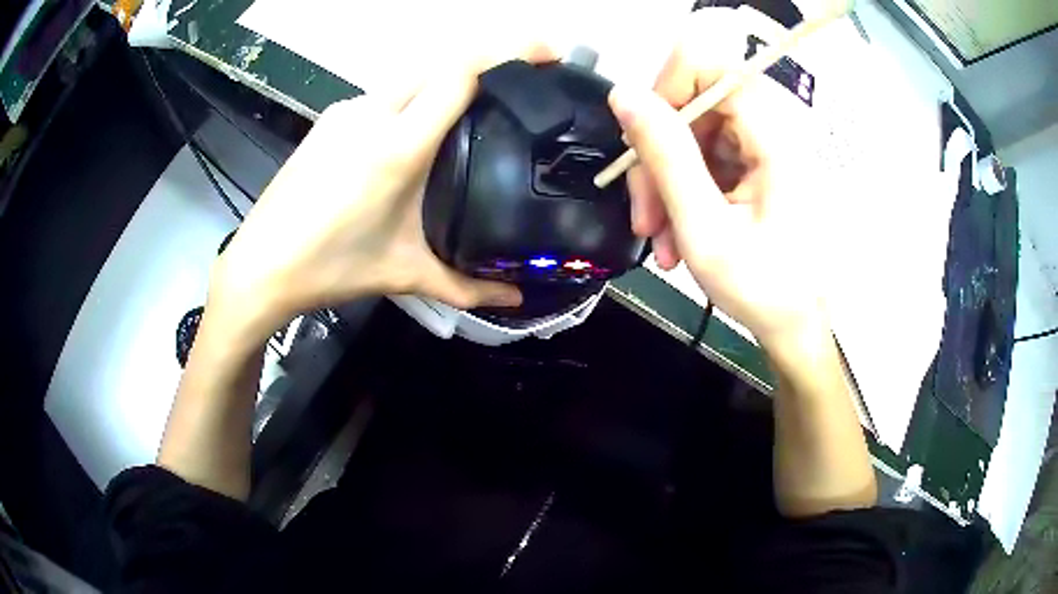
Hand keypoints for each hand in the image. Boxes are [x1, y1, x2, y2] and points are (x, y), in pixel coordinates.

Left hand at [209, 44, 557, 340]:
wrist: (261, 265)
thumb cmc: (330, 268)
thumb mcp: (404, 274)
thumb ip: (467, 285)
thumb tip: (513, 296)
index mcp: (398, 145)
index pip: (462, 74)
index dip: (509, 52)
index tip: (547, 52)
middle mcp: (373, 113)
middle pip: (443, 62)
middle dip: (489, 57)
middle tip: (526, 72)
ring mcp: (348, 111)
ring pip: (414, 75)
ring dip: (450, 77)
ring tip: (478, 101)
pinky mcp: (331, 118)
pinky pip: (387, 93)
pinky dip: (417, 95)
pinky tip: (422, 124)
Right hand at [611, 9, 827, 346]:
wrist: (797, 327)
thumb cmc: (763, 288)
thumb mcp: (704, 226)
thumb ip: (664, 154)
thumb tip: (623, 95)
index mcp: (774, 134)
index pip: (707, 66)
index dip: (665, 91)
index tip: (644, 142)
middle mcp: (773, 128)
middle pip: (695, 103)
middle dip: (659, 156)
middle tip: (645, 215)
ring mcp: (766, 146)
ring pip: (695, 134)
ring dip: (667, 182)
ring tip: (660, 239)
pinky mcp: (759, 164)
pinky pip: (708, 157)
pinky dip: (685, 191)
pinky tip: (677, 234)